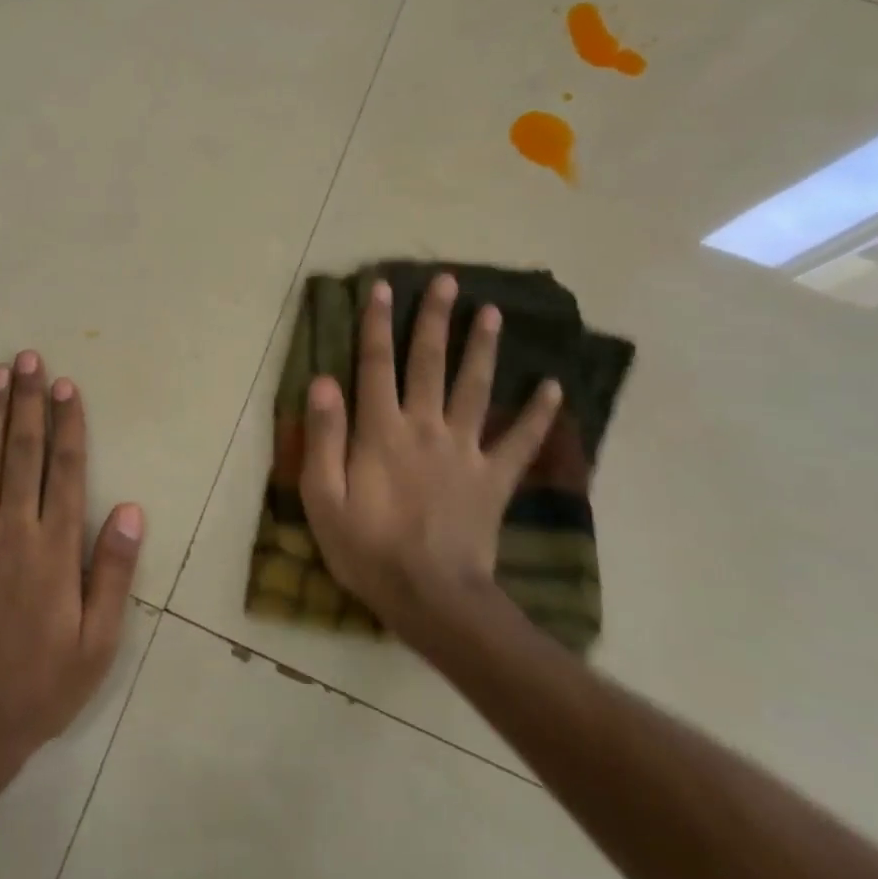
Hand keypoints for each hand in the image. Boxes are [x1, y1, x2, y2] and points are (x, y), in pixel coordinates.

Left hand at [0, 350, 144, 768]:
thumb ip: (112, 571)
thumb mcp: (98, 640)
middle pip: (22, 451)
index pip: (65, 469)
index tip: (65, 386)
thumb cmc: (41, 682)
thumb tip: (129, 510)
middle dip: (27, 401)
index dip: (67, 423)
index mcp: (54, 547)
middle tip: (29, 359)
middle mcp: (12, 529)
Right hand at [299, 274, 560, 640]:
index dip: (377, 324)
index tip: (382, 286)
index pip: (376, 366)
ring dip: (483, 348)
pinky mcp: (494, 478)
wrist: (431, 597)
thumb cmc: (367, 549)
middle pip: (429, 363)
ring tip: (493, 312)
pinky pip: (521, 441)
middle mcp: (425, 428)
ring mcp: (465, 450)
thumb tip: (323, 381)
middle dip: (435, 319)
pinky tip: (555, 387)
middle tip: (446, 280)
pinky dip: (540, 415)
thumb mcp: (323, 498)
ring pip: (475, 388)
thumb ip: (324, 438)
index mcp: (381, 431)